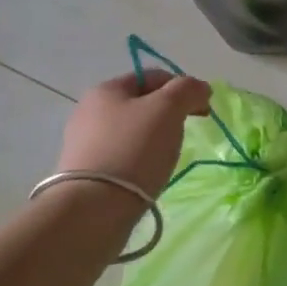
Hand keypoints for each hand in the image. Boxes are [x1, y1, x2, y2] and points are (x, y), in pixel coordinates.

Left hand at [57, 70, 211, 198]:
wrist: (93, 208)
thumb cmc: (133, 149)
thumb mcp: (167, 109)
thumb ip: (187, 90)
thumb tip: (200, 88)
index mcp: (106, 89)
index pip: (152, 76)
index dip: (182, 87)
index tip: (202, 110)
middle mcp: (89, 111)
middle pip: (140, 103)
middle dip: (168, 114)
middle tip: (184, 133)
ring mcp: (84, 143)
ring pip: (131, 131)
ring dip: (153, 139)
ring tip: (166, 158)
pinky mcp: (85, 173)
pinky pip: (121, 156)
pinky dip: (138, 160)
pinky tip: (146, 175)